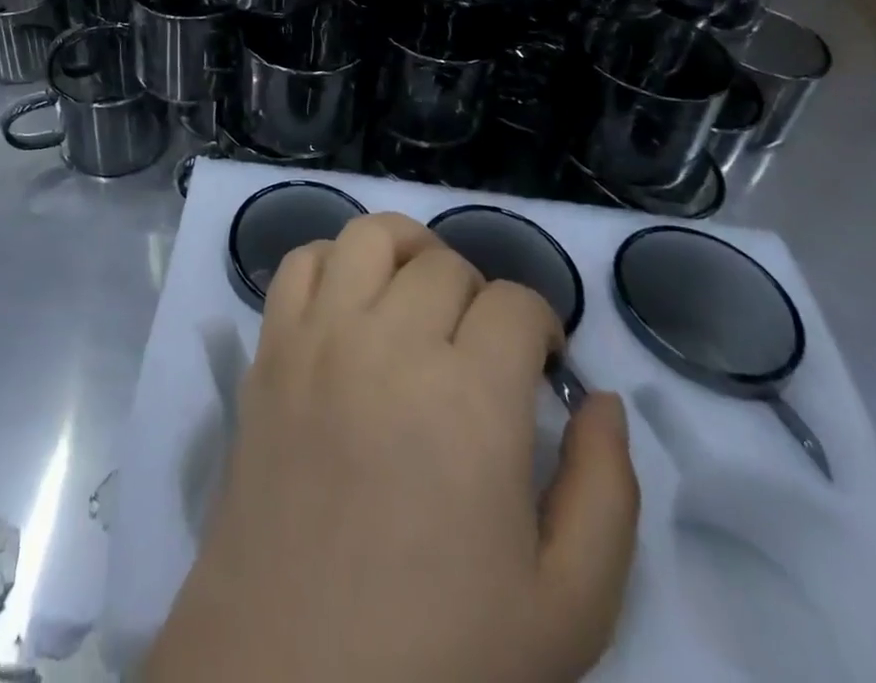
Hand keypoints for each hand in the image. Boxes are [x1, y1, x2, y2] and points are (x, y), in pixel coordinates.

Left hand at [146, 214, 639, 682]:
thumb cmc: (437, 656)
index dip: (541, 325)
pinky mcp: (269, 348)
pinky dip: (333, 261)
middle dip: (480, 295)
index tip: (540, 365)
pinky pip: (299, 262)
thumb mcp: (567, 608)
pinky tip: (352, 304)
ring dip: (407, 251)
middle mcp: (390, 342)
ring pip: (370, 236)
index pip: (517, 303)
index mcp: (471, 399)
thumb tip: (603, 400)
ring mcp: (319, 337)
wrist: (290, 677)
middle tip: (481, 348)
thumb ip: (606, 492)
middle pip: (446, 263)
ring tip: (419, 297)